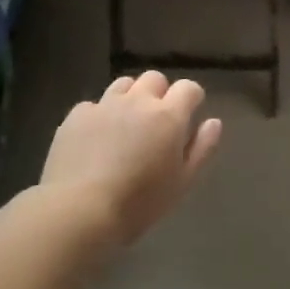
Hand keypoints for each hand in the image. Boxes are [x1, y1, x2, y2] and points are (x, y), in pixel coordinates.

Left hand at [40, 72, 223, 252]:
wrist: (79, 210)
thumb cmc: (139, 202)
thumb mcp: (182, 182)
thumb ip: (202, 148)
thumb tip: (213, 122)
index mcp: (168, 116)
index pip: (188, 88)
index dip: (191, 99)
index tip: (189, 116)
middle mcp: (138, 100)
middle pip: (155, 79)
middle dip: (160, 94)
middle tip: (157, 122)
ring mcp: (104, 104)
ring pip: (124, 84)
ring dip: (130, 98)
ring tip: (126, 125)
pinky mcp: (76, 115)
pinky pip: (94, 105)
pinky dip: (100, 115)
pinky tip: (95, 140)